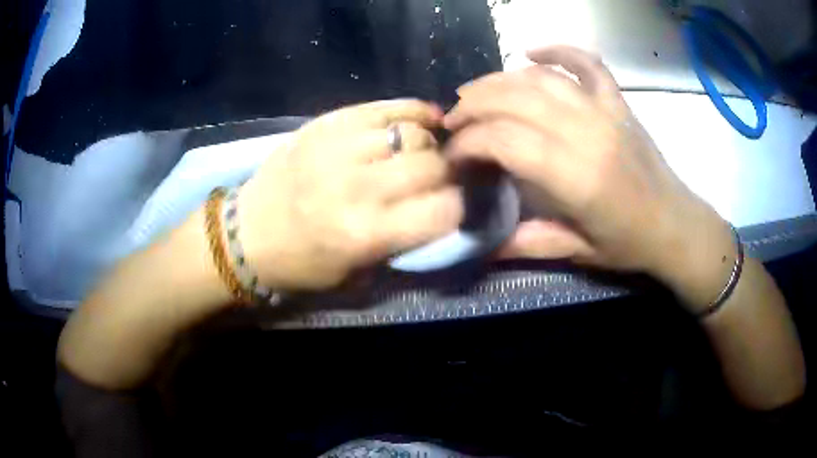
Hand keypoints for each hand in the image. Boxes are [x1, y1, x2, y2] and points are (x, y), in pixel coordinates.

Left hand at [237, 100, 462, 290]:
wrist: (247, 235)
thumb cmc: (303, 264)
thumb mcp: (358, 273)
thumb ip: (403, 241)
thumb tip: (439, 204)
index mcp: (366, 234)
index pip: (443, 209)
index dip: (456, 207)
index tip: (449, 206)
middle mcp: (357, 187)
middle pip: (432, 164)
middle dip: (446, 173)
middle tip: (438, 178)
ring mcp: (339, 148)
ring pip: (412, 132)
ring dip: (427, 144)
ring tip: (422, 151)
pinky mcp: (326, 124)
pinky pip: (385, 107)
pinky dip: (412, 111)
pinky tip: (421, 119)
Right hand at [445, 46, 735, 306]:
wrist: (675, 224)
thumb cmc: (628, 244)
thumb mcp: (577, 253)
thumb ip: (527, 244)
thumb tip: (481, 247)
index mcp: (577, 177)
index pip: (505, 140)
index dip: (469, 143)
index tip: (453, 157)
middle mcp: (589, 133)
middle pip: (515, 99)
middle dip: (472, 106)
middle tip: (453, 121)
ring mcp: (605, 111)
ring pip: (541, 78)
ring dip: (499, 80)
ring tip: (474, 93)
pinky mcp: (617, 102)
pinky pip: (586, 63)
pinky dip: (557, 50)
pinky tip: (530, 52)